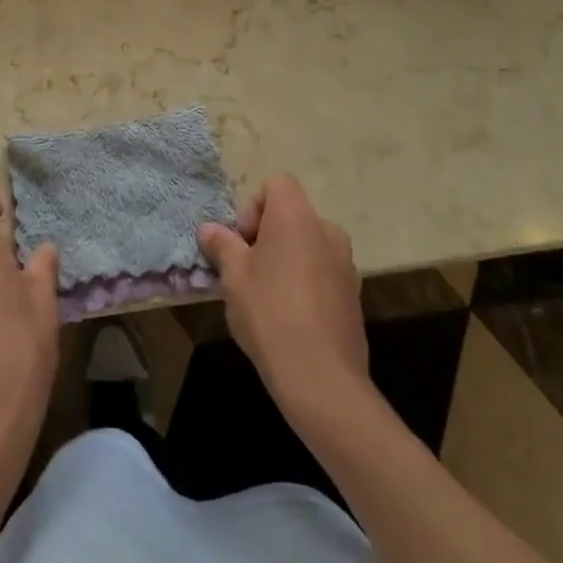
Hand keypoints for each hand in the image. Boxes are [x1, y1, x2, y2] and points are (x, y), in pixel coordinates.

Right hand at [197, 174, 368, 425]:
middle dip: (266, 235)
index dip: (253, 206)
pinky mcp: (353, 295)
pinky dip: (304, 281)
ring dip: (285, 258)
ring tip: (265, 297)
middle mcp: (327, 231)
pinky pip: (321, 271)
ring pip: (306, 244)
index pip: (276, 183)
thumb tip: (209, 229)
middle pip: (291, 214)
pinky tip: (288, 317)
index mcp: (297, 217)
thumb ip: (221, 245)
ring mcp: (346, 264)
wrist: (322, 379)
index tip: (242, 242)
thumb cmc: (270, 314)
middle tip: (246, 271)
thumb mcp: (233, 277)